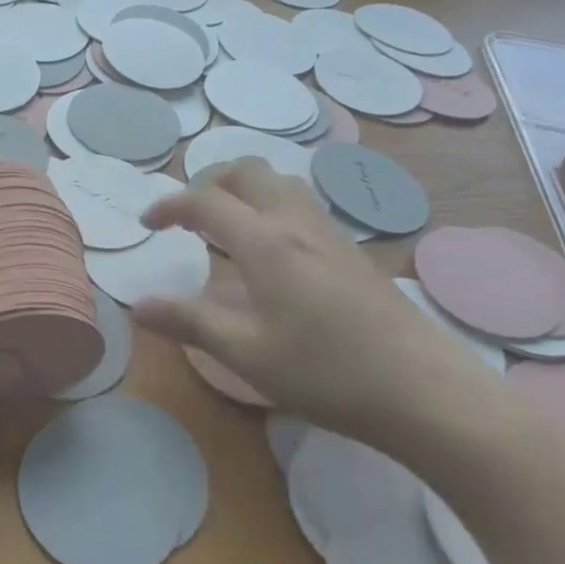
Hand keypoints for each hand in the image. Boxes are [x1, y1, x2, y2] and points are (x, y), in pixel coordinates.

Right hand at [131, 158, 501, 449]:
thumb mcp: (246, 353)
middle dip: (208, 181)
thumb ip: (188, 322)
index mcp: (265, 242)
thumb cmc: (328, 372)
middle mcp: (296, 223)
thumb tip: (136, 306)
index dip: (169, 205)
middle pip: (247, 171)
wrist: (427, 392)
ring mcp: (330, 234)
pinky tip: (270, 252)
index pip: (205, 200)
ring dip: (243, 189)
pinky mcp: (352, 252)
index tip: (146, 224)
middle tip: (188, 215)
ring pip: (279, 183)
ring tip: (225, 225)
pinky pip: (301, 205)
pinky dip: (269, 206)